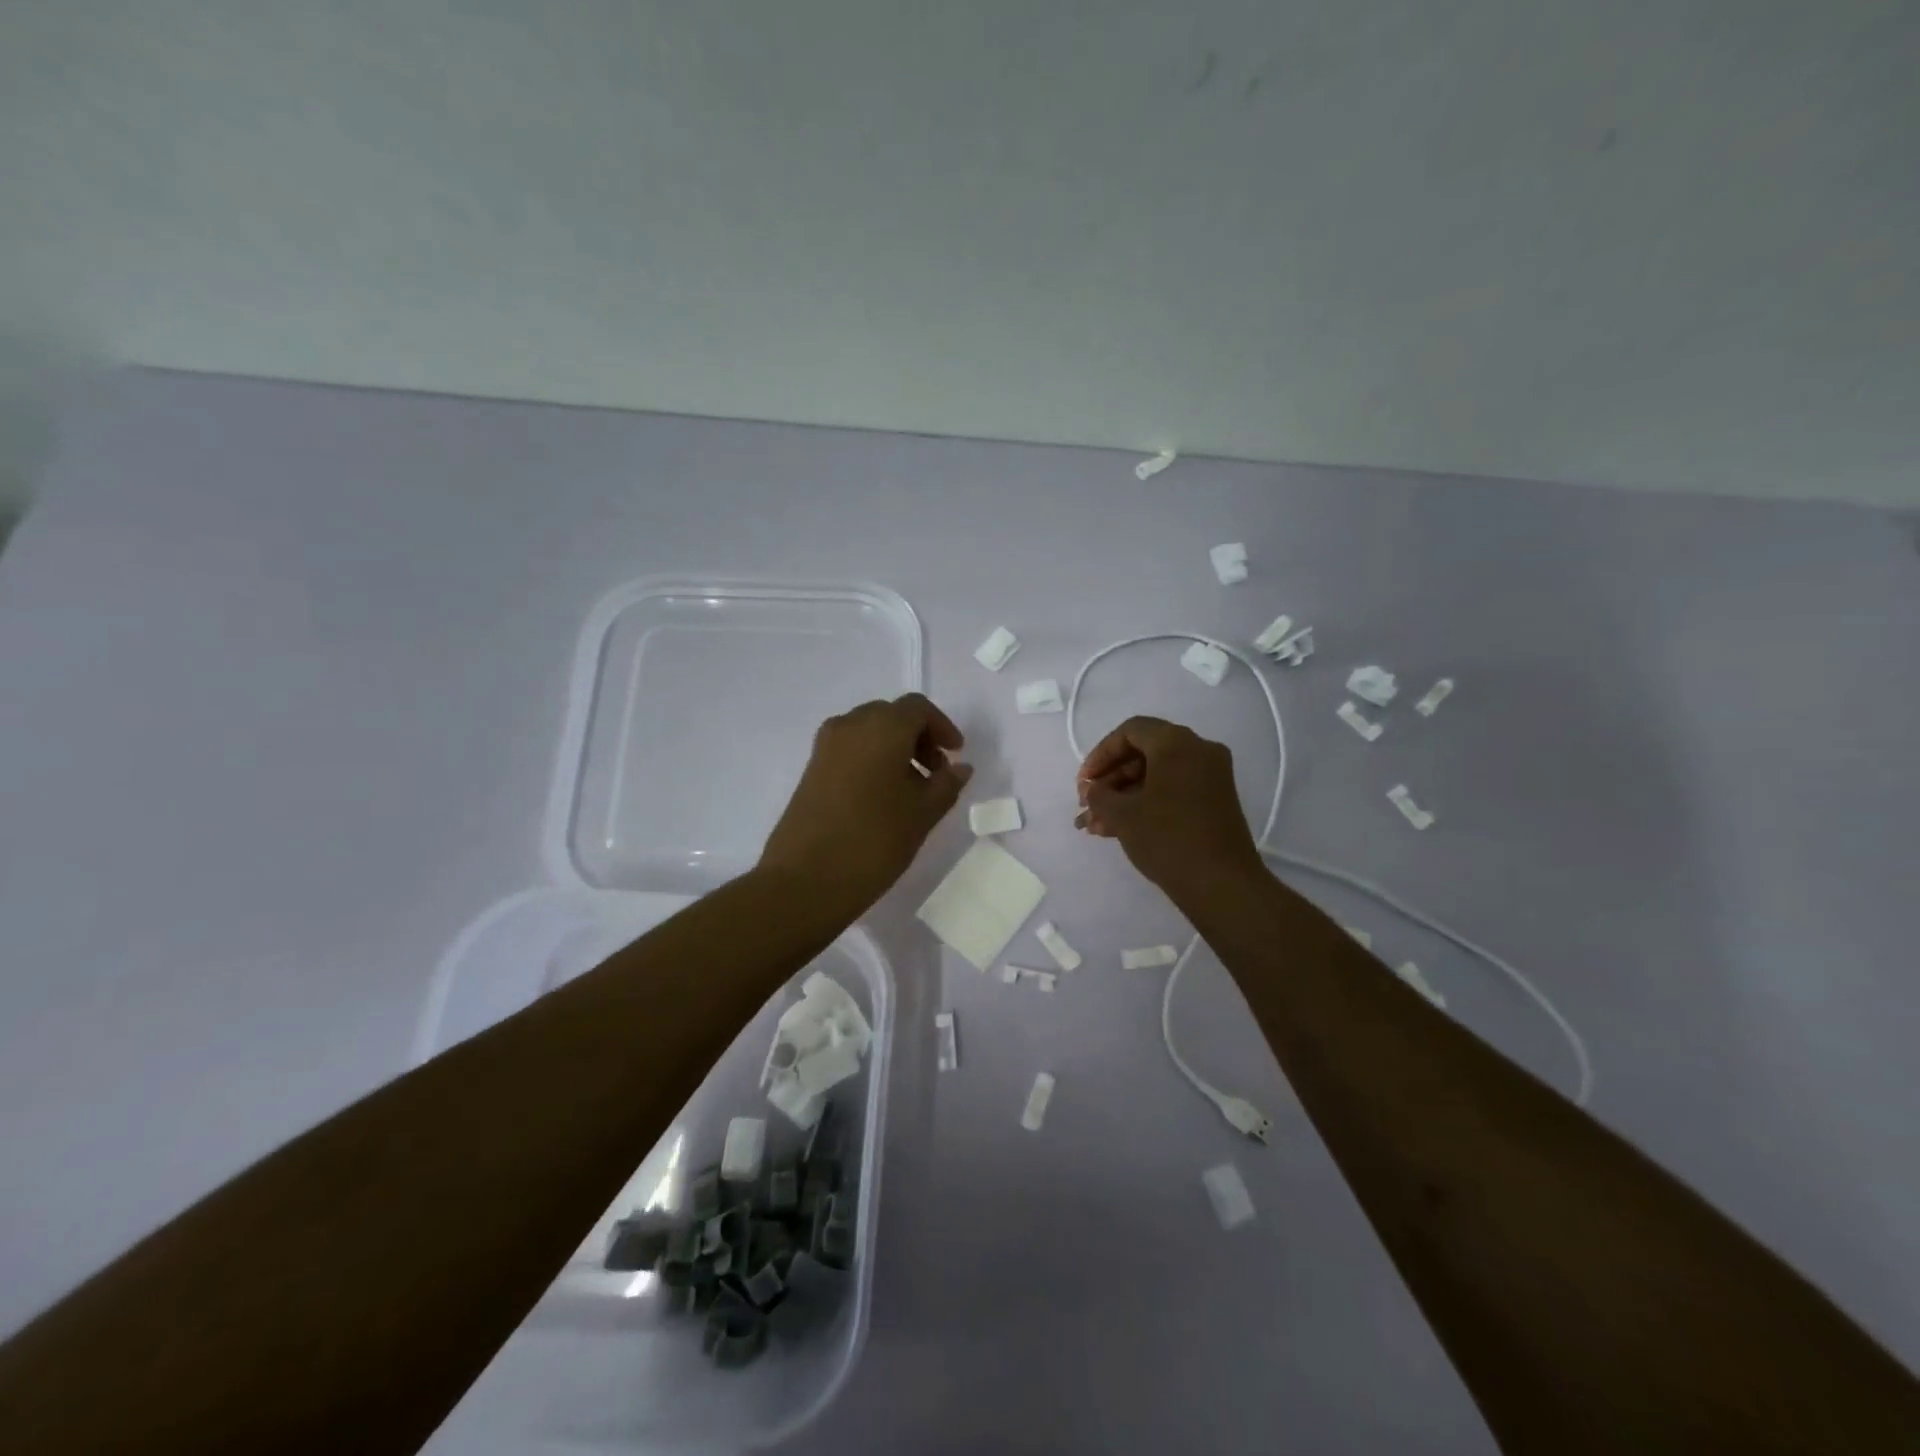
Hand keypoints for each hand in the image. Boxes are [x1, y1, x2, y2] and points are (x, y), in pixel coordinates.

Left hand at [759, 693, 973, 915]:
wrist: (806, 879)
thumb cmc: (875, 840)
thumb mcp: (923, 813)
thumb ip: (946, 784)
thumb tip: (959, 768)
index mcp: (882, 727)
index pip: (918, 708)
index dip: (942, 727)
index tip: (956, 755)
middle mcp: (850, 725)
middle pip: (891, 716)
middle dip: (918, 737)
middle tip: (935, 772)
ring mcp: (826, 746)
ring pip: (868, 732)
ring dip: (894, 749)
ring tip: (911, 789)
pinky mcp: (811, 769)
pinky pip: (850, 750)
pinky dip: (872, 760)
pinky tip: (882, 797)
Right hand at [1076, 716, 1263, 898]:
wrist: (1222, 884)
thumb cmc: (1168, 839)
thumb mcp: (1123, 815)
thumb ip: (1099, 795)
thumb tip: (1092, 790)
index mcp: (1177, 743)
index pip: (1130, 731)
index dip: (1100, 754)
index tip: (1084, 783)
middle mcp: (1199, 751)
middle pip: (1143, 752)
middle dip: (1110, 779)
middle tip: (1087, 804)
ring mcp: (1210, 777)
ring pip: (1156, 775)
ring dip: (1123, 796)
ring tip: (1094, 825)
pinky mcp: (1214, 801)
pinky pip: (1172, 790)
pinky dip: (1145, 804)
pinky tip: (1115, 830)